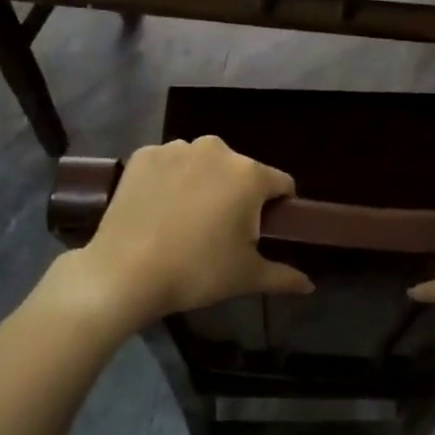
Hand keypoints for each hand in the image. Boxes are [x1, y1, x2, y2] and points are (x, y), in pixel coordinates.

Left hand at [47, 137, 312, 332]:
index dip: (278, 207)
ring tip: (185, 220)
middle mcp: (216, 150)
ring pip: (203, 165)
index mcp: (249, 175)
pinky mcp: (143, 155)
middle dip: (237, 195)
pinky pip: (169, 164)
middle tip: (221, 232)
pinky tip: (158, 209)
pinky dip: (169, 180)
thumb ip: (284, 276)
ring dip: (203, 184)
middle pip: (240, 171)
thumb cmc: (197, 272)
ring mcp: (176, 149)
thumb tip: (310, 286)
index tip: (263, 232)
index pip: (281, 184)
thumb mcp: (247, 277)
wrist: (125, 272)